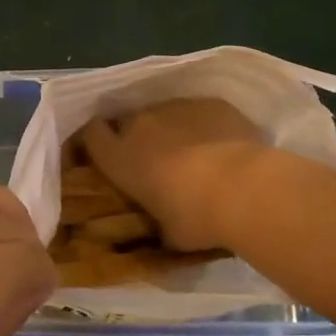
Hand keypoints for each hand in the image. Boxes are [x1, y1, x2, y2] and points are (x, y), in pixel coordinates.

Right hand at [78, 99, 269, 251]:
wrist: (244, 188)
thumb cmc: (195, 218)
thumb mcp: (167, 233)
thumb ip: (157, 224)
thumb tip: (163, 230)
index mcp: (120, 157)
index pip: (91, 134)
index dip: (97, 141)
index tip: (108, 154)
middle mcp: (140, 124)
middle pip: (129, 122)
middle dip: (139, 137)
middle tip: (158, 160)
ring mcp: (176, 107)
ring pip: (166, 115)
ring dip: (174, 130)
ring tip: (197, 154)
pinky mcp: (210, 102)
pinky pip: (201, 112)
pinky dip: (207, 125)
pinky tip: (225, 145)